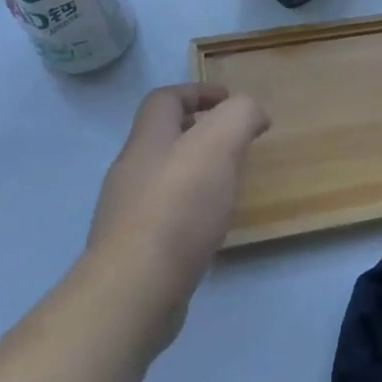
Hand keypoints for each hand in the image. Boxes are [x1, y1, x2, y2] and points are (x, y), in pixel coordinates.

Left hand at [85, 83, 270, 325]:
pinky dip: (190, 212)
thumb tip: (254, 113)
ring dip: (196, 174)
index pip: (165, 99)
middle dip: (199, 133)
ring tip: (230, 186)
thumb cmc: (179, 206)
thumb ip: (240, 116)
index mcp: (148, 140)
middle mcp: (131, 172)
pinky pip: (165, 218)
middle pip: (162, 138)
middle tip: (236, 144)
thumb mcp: (219, 143)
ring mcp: (127, 214)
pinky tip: (211, 227)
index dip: (197, 92)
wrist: (136, 289)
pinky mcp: (135, 252)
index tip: (230, 100)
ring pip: (164, 179)